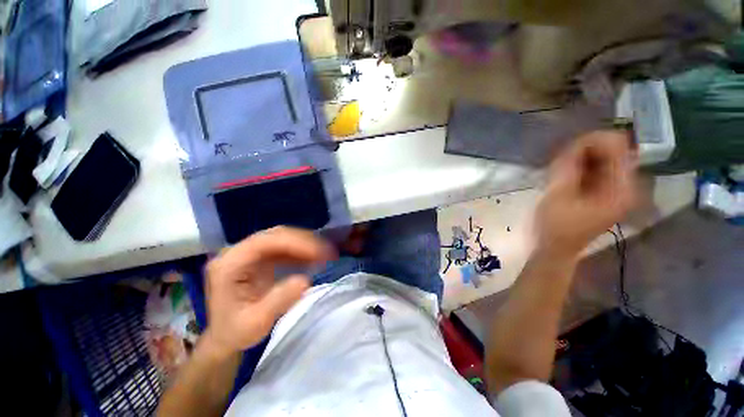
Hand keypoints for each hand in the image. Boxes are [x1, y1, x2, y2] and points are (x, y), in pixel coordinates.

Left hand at [201, 227, 335, 357]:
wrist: (225, 335)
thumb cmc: (235, 332)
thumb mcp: (255, 324)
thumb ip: (278, 301)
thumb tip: (305, 281)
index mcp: (229, 264)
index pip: (265, 242)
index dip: (295, 243)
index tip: (320, 253)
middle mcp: (238, 251)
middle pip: (276, 235)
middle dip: (305, 242)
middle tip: (328, 253)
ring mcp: (250, 252)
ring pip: (283, 237)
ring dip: (306, 244)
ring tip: (326, 255)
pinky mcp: (260, 256)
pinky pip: (285, 246)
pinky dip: (302, 251)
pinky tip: (315, 259)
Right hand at [535, 131, 637, 258]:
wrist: (554, 249)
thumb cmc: (554, 226)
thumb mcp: (557, 195)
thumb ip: (568, 167)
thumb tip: (576, 142)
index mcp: (621, 188)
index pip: (617, 146)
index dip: (591, 142)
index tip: (566, 151)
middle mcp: (625, 186)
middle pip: (612, 151)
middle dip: (585, 151)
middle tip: (560, 162)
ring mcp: (615, 190)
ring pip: (603, 159)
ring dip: (580, 160)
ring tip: (560, 171)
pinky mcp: (604, 193)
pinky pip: (596, 170)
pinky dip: (580, 168)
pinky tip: (565, 177)